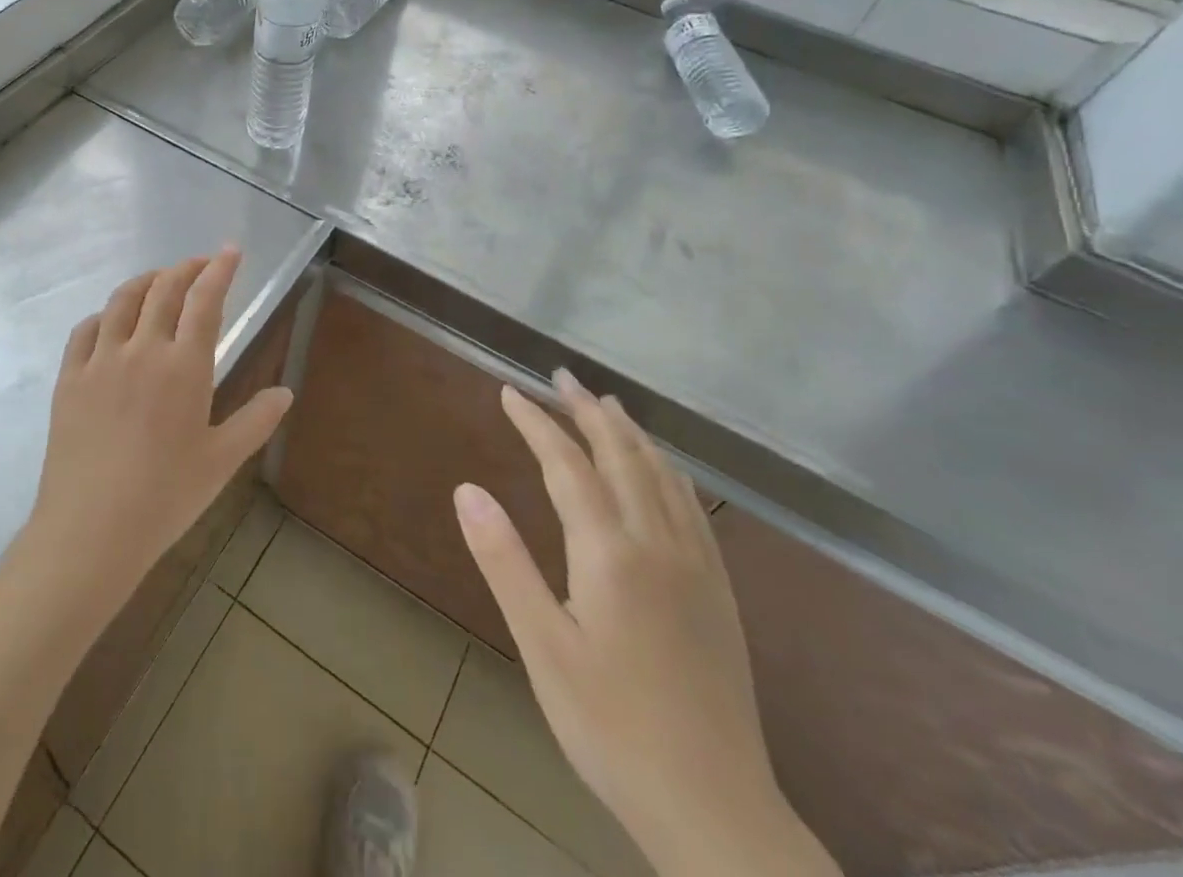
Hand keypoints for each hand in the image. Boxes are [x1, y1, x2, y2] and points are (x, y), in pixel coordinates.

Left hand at [25, 247, 293, 621]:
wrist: (91, 529)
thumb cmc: (165, 496)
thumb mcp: (221, 461)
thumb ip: (256, 421)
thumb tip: (286, 392)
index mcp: (184, 366)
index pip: (205, 300)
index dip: (219, 269)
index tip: (230, 249)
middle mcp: (142, 349)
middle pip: (163, 290)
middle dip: (185, 268)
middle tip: (200, 263)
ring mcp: (100, 360)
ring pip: (121, 300)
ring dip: (145, 281)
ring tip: (158, 280)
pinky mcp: (69, 377)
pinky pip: (85, 330)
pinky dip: (103, 315)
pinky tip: (110, 322)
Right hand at [453, 373, 838, 876]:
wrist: (714, 809)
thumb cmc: (610, 725)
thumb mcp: (541, 646)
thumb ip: (504, 561)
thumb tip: (466, 489)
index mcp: (610, 553)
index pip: (567, 465)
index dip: (537, 423)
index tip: (510, 392)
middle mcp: (658, 544)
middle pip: (622, 456)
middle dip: (588, 411)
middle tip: (561, 376)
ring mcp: (697, 566)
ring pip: (663, 475)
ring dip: (630, 433)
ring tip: (607, 405)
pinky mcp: (719, 592)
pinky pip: (693, 507)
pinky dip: (669, 470)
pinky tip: (664, 470)